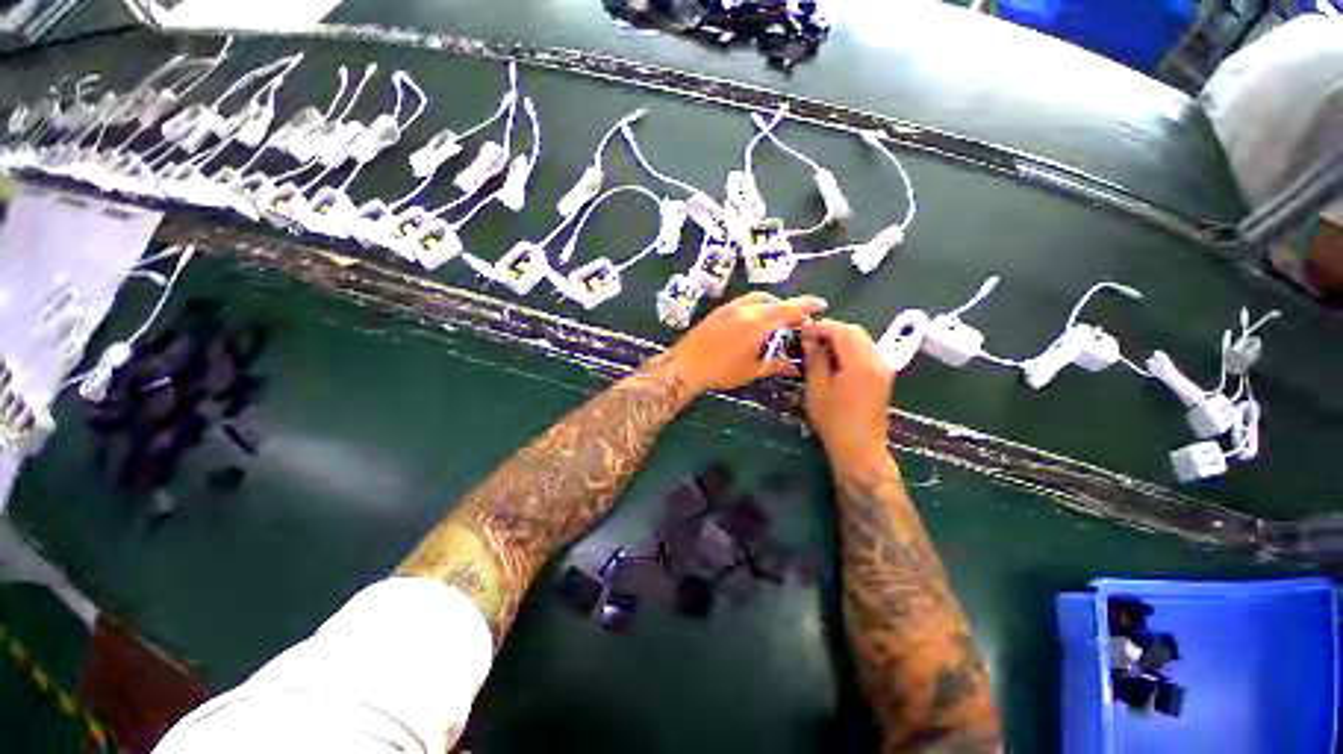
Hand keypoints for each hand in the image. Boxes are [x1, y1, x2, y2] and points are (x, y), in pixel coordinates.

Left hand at [666, 292, 826, 395]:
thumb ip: (775, 365)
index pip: (789, 309)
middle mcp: (746, 309)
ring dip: (773, 304)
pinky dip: (757, 306)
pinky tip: (755, 319)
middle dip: (791, 306)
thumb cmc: (721, 370)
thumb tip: (795, 368)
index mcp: (758, 322)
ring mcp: (730, 308)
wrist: (686, 364)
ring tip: (779, 318)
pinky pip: (744, 302)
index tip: (820, 306)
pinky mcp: (718, 311)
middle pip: (774, 301)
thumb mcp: (751, 370)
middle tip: (800, 317)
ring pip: (758, 299)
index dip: (806, 307)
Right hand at [801, 319, 895, 472]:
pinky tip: (836, 361)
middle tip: (810, 340)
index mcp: (860, 362)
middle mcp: (877, 359)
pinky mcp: (884, 377)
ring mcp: (883, 368)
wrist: (860, 449)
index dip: (821, 327)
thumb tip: (810, 340)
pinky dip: (851, 349)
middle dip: (831, 330)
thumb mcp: (817, 389)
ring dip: (841, 339)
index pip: (841, 330)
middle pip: (855, 331)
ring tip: (820, 349)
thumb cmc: (833, 420)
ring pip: (863, 340)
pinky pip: (867, 352)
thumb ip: (815, 360)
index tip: (802, 334)